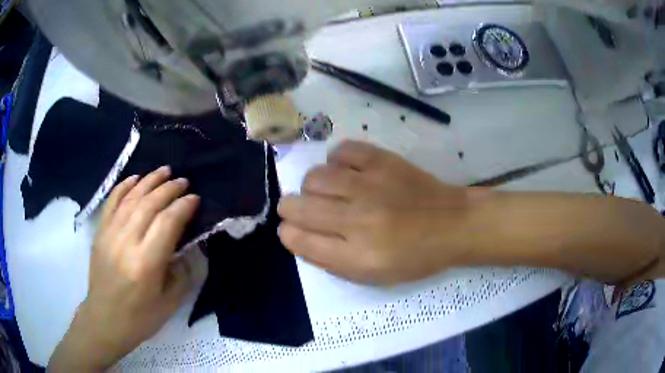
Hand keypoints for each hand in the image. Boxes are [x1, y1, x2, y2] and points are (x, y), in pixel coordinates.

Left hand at [49, 167, 206, 371]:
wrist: (105, 319)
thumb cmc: (141, 317)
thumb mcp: (170, 303)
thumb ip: (183, 272)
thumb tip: (190, 246)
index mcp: (146, 263)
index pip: (167, 223)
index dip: (183, 207)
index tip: (195, 198)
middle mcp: (126, 242)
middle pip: (149, 204)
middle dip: (169, 189)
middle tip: (184, 181)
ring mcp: (109, 234)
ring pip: (131, 198)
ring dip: (149, 181)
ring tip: (165, 171)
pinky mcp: (100, 232)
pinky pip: (111, 202)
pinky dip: (124, 186)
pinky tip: (135, 177)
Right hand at [278, 141, 474, 284]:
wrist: (451, 224)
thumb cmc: (414, 257)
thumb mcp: (372, 275)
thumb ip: (330, 260)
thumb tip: (297, 236)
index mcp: (356, 256)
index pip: (298, 240)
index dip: (288, 233)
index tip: (292, 230)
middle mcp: (357, 220)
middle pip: (297, 206)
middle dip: (290, 209)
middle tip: (302, 209)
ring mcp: (370, 186)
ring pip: (314, 177)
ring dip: (312, 187)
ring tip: (327, 192)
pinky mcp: (382, 161)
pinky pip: (341, 152)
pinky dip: (336, 162)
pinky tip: (346, 172)